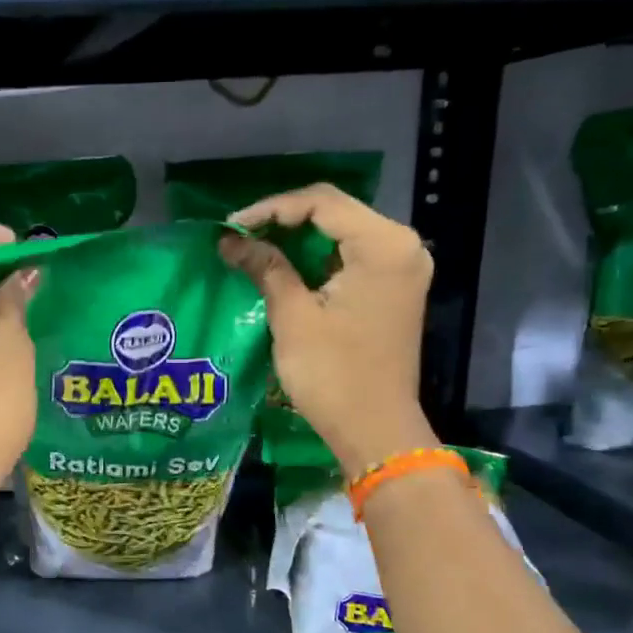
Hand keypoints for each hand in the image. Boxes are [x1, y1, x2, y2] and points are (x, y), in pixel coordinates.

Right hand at [218, 184, 437, 478]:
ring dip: (298, 238)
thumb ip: (266, 268)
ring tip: (254, 248)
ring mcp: (402, 268)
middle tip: (239, 235)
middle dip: (283, 220)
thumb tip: (230, 240)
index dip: (270, 209)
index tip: (231, 226)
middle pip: (335, 212)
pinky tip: (284, 266)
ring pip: (342, 233)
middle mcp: (402, 246)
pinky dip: (316, 257)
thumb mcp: (293, 316)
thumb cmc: (333, 374)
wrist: (374, 429)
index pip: (321, 203)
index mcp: (383, 245)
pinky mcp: (394, 289)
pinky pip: (351, 256)